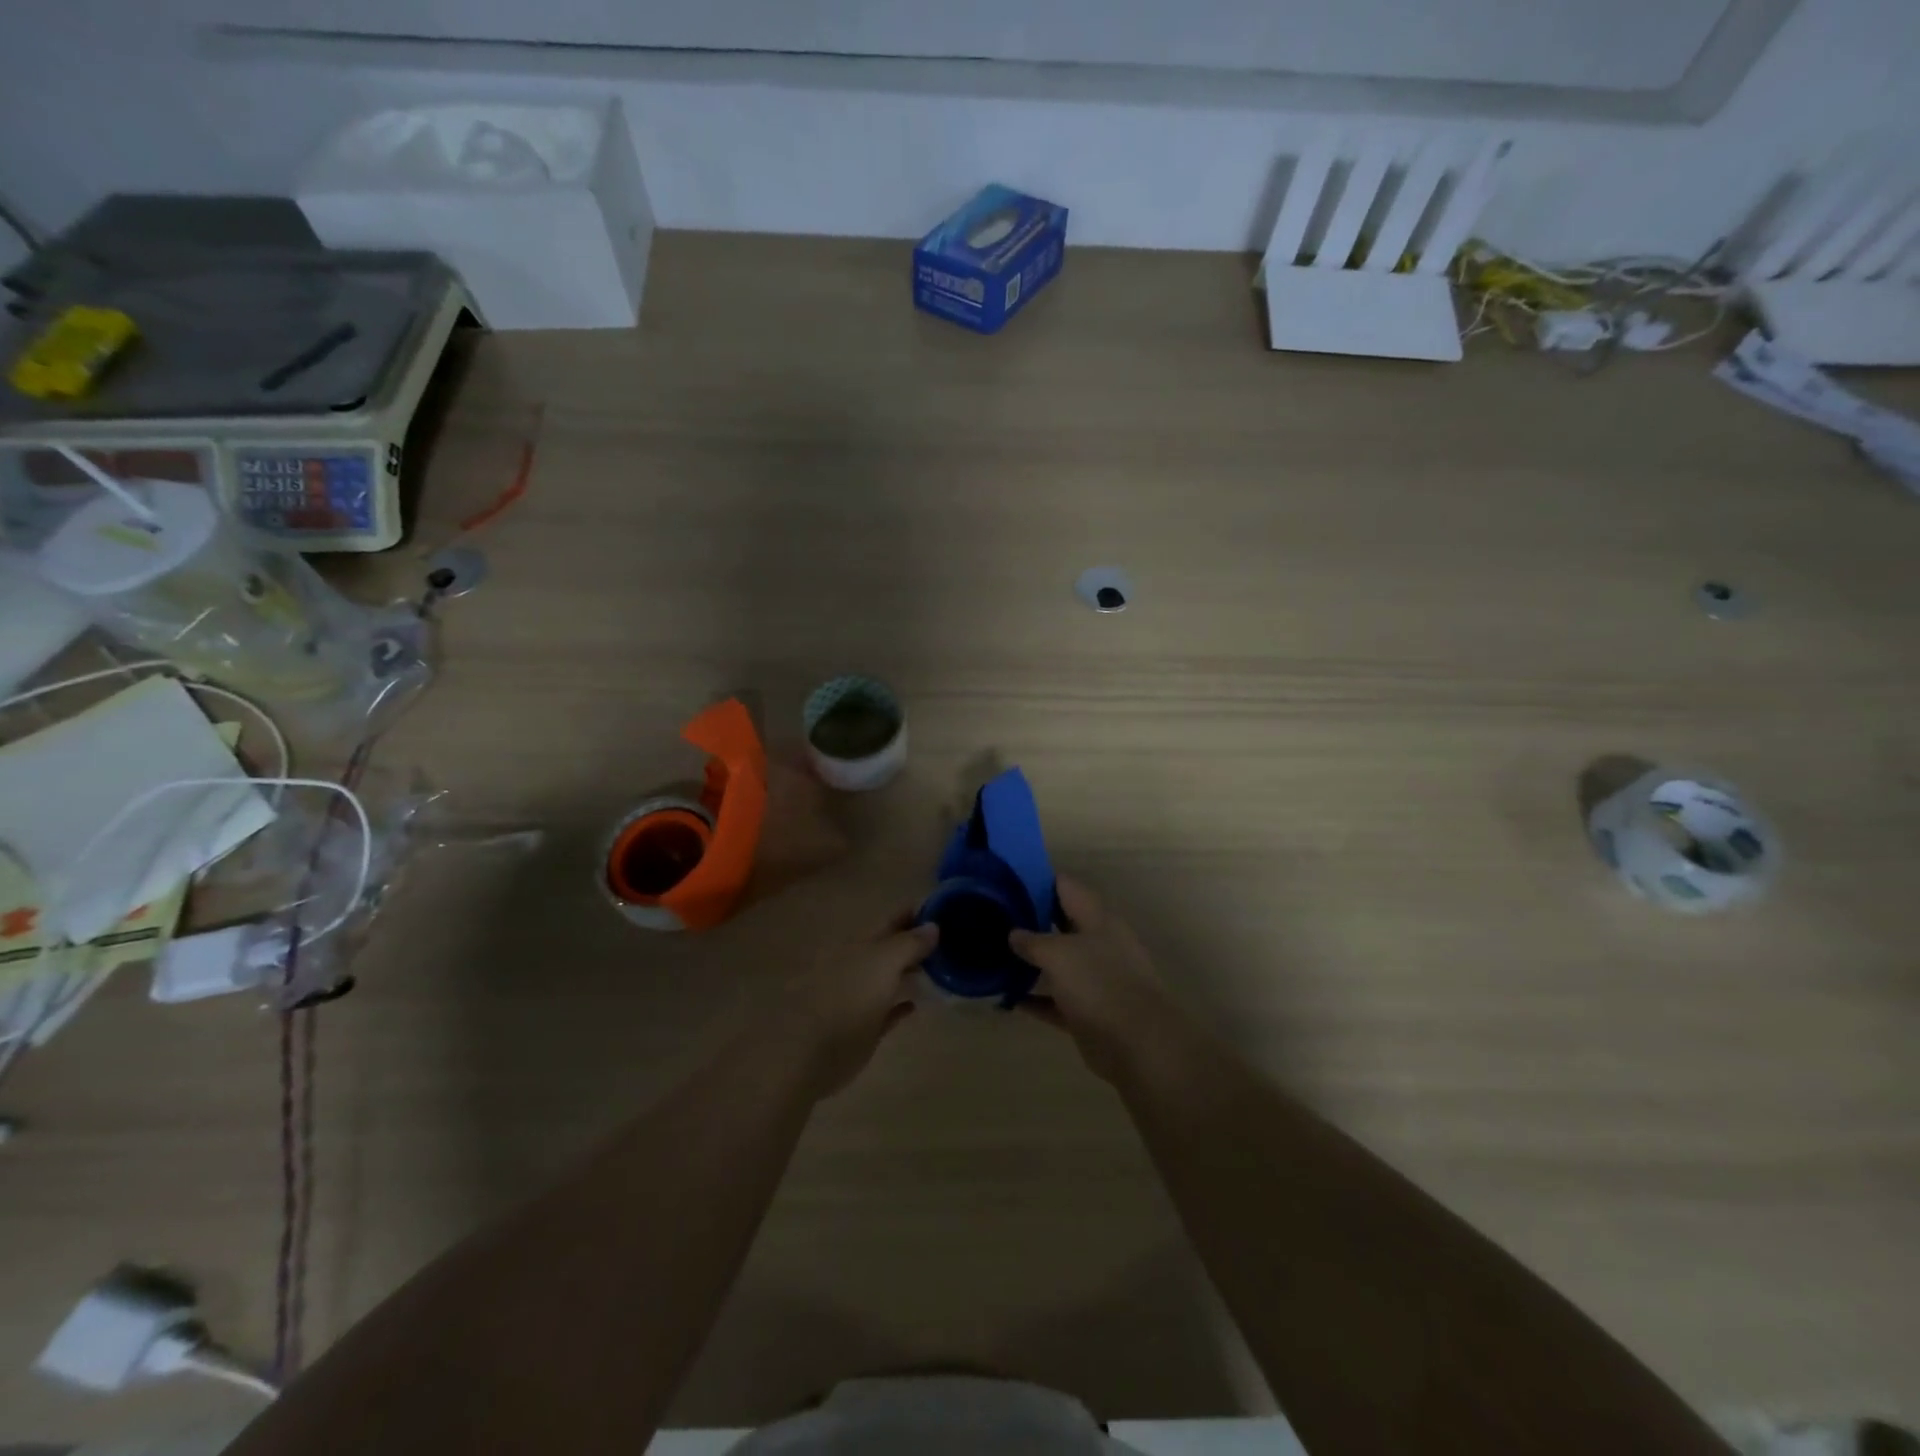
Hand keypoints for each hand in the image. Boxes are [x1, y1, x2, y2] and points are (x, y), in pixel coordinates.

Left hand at [782, 913, 936, 1099]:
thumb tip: (933, 925)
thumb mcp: (884, 963)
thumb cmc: (849, 1000)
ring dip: (911, 972)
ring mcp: (859, 997)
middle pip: (891, 948)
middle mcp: (859, 966)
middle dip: (916, 943)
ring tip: (942, 969)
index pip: (892, 921)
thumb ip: (909, 943)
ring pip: (890, 978)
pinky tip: (916, 1004)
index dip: (915, 914)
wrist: (812, 1053)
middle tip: (951, 941)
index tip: (944, 910)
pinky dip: (901, 1005)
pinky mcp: (862, 1029)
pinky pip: (887, 1010)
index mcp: (861, 945)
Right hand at [1010, 877, 1179, 1085]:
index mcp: (1097, 919)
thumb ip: (1033, 941)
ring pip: (1057, 963)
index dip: (1037, 879)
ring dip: (1030, 961)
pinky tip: (1005, 998)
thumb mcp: (1059, 953)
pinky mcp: (1087, 1012)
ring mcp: (1094, 979)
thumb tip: (1014, 934)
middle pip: (1060, 923)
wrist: (1138, 1044)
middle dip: (1030, 919)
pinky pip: (1055, 1000)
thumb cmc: (1099, 984)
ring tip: (993, 953)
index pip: (1066, 887)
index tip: (1007, 879)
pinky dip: (1034, 999)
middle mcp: (1097, 944)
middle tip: (993, 915)